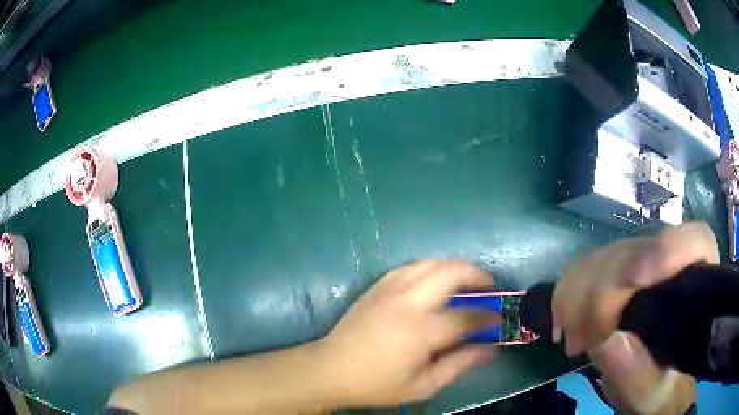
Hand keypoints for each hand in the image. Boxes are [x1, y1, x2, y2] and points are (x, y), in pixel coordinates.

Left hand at [318, 260, 500, 406]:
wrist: (332, 369)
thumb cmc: (378, 383)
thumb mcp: (423, 385)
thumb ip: (459, 364)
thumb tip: (490, 350)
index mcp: (422, 332)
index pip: (467, 316)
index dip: (488, 316)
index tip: (498, 319)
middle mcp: (409, 303)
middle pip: (451, 273)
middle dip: (476, 275)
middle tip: (488, 286)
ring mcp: (390, 289)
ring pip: (431, 263)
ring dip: (454, 267)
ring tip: (466, 279)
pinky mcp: (377, 286)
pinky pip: (410, 266)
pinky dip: (430, 267)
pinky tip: (435, 278)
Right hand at [552, 222, 716, 413]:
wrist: (651, 377)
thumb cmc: (660, 385)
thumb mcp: (652, 391)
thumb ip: (638, 373)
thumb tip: (610, 341)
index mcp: (698, 284)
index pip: (694, 241)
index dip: (666, 249)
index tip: (636, 279)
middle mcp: (675, 261)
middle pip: (637, 252)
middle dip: (603, 293)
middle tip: (581, 343)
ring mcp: (646, 259)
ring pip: (608, 255)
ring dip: (579, 295)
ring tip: (573, 342)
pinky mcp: (621, 268)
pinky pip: (588, 264)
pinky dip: (570, 290)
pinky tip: (563, 322)